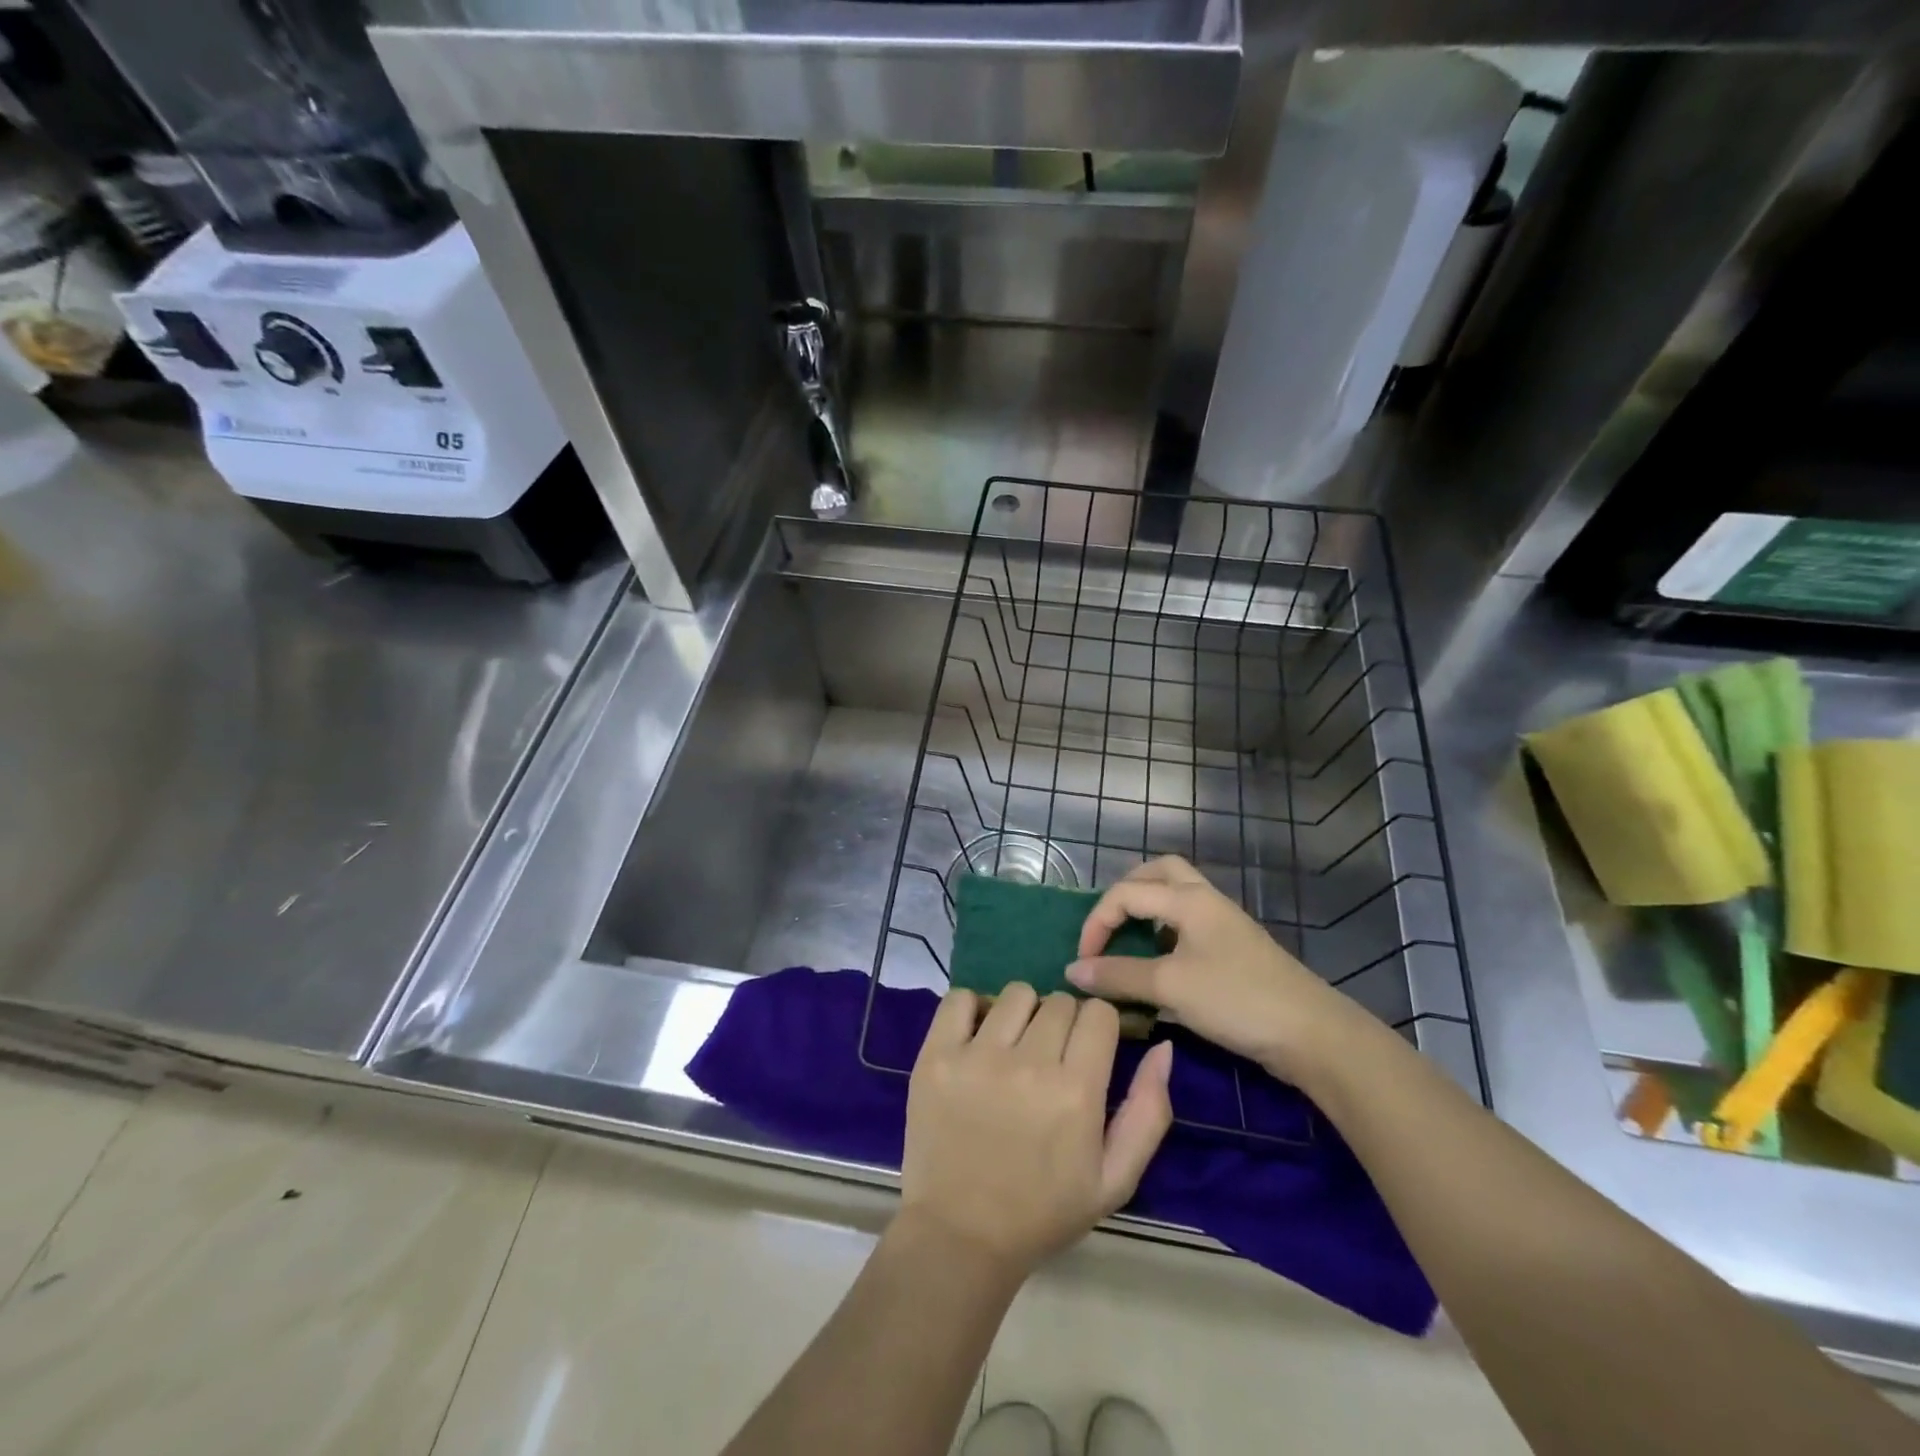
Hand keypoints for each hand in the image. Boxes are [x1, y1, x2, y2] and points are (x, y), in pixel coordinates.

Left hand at [900, 984, 1172, 1276]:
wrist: (961, 1236)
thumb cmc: (1044, 1211)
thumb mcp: (1114, 1179)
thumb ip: (1148, 1112)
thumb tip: (1162, 1046)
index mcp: (1077, 1092)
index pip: (1098, 1013)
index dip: (1098, 1028)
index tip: (1087, 1051)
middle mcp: (1029, 1064)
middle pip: (1059, 1001)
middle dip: (1062, 1024)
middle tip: (1049, 1059)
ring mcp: (977, 1057)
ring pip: (1015, 994)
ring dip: (1021, 1014)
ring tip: (1012, 1049)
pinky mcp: (936, 1056)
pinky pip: (959, 997)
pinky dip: (971, 1009)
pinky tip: (976, 1038)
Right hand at [1067, 856, 1375, 1085]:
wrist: (1311, 1034)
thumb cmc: (1236, 999)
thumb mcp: (1170, 986)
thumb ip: (1118, 975)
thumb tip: (1072, 970)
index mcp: (1189, 899)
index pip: (1126, 892)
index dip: (1096, 922)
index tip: (1083, 961)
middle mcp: (1206, 902)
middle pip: (1159, 873)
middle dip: (1125, 892)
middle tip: (1108, 924)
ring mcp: (1224, 925)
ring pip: (1177, 897)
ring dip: (1148, 910)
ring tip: (1129, 939)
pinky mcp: (1235, 951)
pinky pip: (1189, 925)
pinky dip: (1166, 933)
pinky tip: (1161, 965)